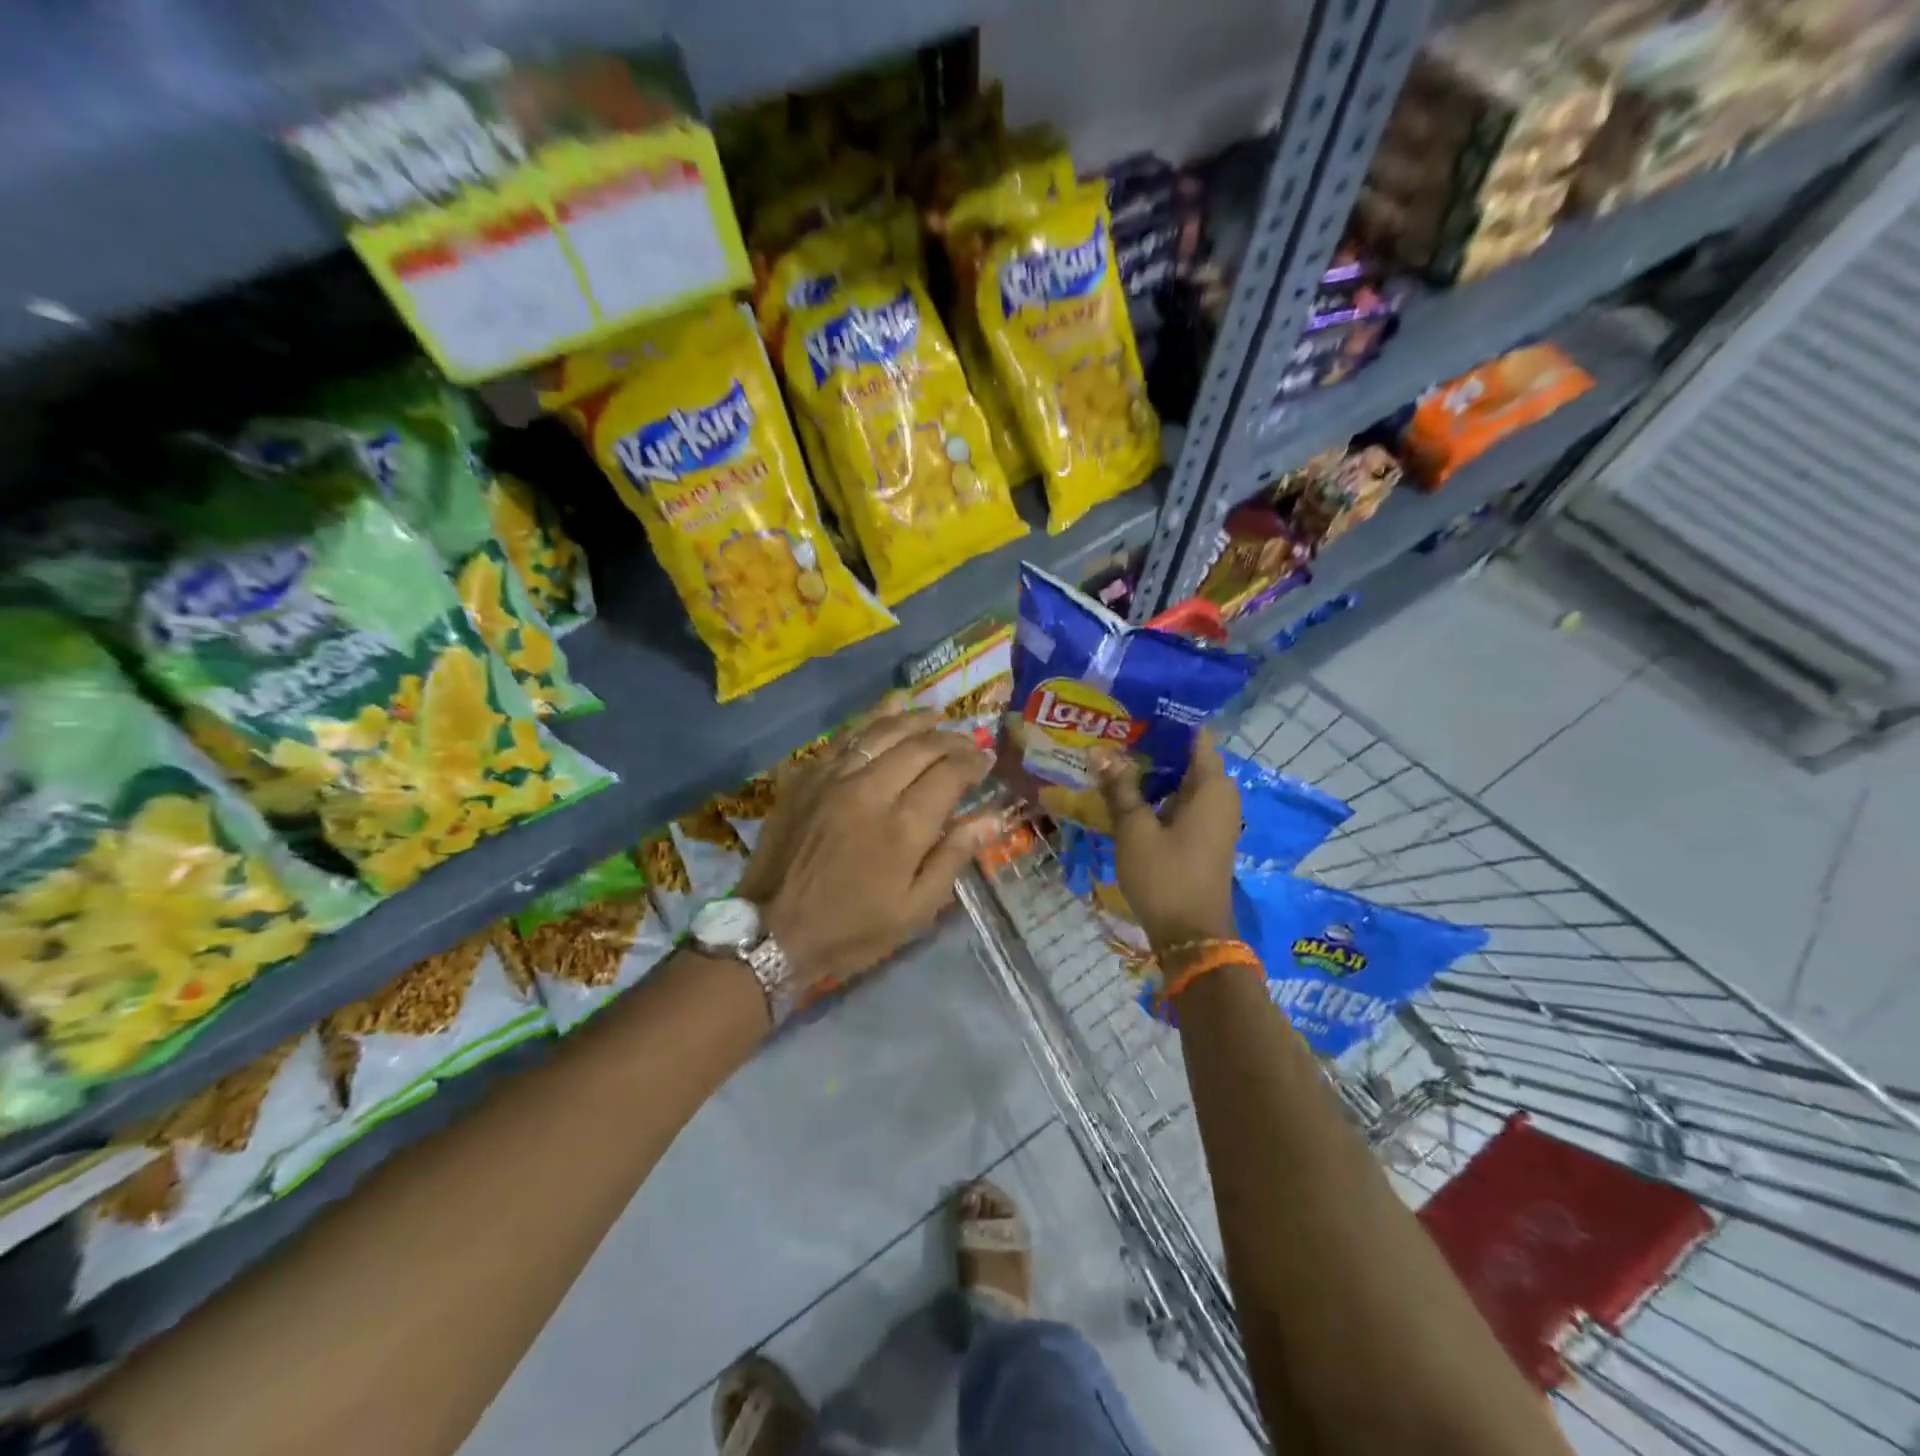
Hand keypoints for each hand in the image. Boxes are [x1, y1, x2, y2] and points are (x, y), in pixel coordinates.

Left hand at [736, 709, 996, 992]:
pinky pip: (844, 737)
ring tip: (935, 715)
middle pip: (920, 745)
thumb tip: (992, 818)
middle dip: (950, 738)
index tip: (986, 762)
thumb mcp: (914, 910)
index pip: (949, 773)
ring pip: (882, 731)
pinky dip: (871, 720)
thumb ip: (953, 857)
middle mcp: (871, 789)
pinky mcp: (806, 776)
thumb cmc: (851, 929)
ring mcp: (834, 777)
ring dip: (914, 719)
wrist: (770, 931)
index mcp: (903, 826)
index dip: (973, 763)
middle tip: (967, 741)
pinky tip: (887, 710)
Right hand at [1095, 731, 1240, 950]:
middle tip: (1111, 731)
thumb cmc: (1165, 876)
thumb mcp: (1135, 829)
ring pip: (1180, 782)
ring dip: (1150, 772)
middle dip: (1150, 745)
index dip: (1165, 719)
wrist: (1191, 936)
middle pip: (1185, 758)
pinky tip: (1123, 792)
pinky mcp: (1202, 837)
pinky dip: (1156, 795)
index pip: (1195, 735)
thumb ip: (1120, 787)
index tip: (1133, 707)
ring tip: (1110, 756)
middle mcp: (1220, 796)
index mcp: (1212, 786)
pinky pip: (1180, 803)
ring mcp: (1213, 818)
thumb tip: (1099, 751)